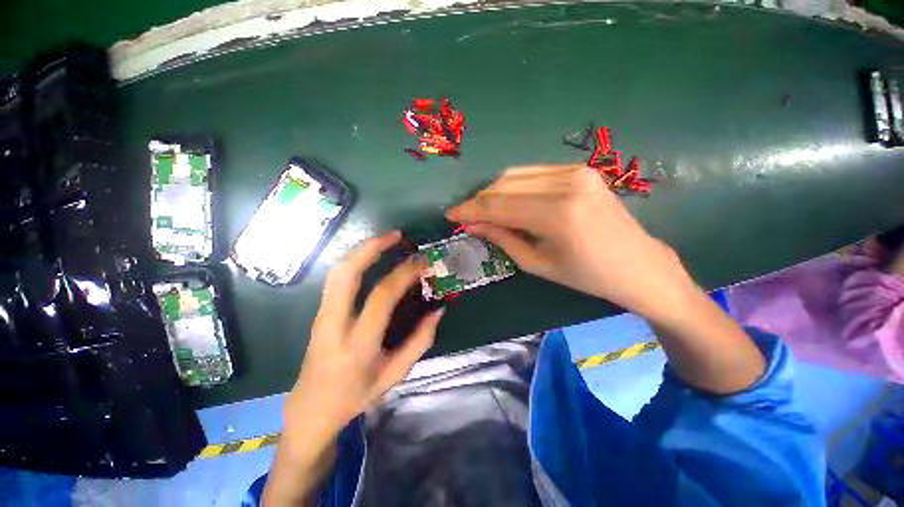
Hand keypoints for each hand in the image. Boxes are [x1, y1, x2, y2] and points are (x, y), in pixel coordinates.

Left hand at [285, 230, 443, 442]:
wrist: (311, 407)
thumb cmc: (356, 394)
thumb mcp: (395, 374)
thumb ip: (420, 341)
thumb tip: (439, 310)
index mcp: (358, 343)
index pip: (382, 296)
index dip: (404, 273)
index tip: (422, 261)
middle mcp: (335, 324)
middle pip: (347, 273)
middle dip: (372, 247)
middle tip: (397, 235)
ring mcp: (321, 315)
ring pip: (337, 271)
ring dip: (361, 249)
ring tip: (386, 239)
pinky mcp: (319, 311)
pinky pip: (335, 277)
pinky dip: (354, 259)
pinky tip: (370, 255)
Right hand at [445, 164, 694, 321]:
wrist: (638, 265)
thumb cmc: (587, 276)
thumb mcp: (537, 264)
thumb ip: (502, 239)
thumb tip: (472, 225)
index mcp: (558, 215)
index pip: (498, 206)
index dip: (470, 211)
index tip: (450, 215)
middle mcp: (567, 184)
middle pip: (504, 185)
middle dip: (479, 201)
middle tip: (466, 216)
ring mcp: (576, 171)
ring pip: (515, 175)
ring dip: (493, 192)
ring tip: (483, 210)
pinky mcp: (580, 169)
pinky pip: (532, 173)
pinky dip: (513, 186)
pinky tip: (507, 201)